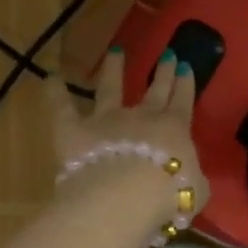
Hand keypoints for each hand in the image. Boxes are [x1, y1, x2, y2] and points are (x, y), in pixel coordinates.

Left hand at [49, 48, 208, 213]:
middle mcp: (141, 116)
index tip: (185, 66)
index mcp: (174, 129)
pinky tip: (51, 76)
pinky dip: (56, 91)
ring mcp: (106, 119)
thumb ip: (195, 179)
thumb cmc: (167, 195)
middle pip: (155, 89)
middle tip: (167, 53)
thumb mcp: (196, 191)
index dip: (185, 84)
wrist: (123, 196)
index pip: (182, 101)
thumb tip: (194, 178)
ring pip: (110, 88)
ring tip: (115, 51)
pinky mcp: (74, 129)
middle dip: (163, 71)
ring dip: (113, 69)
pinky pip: (62, 107)